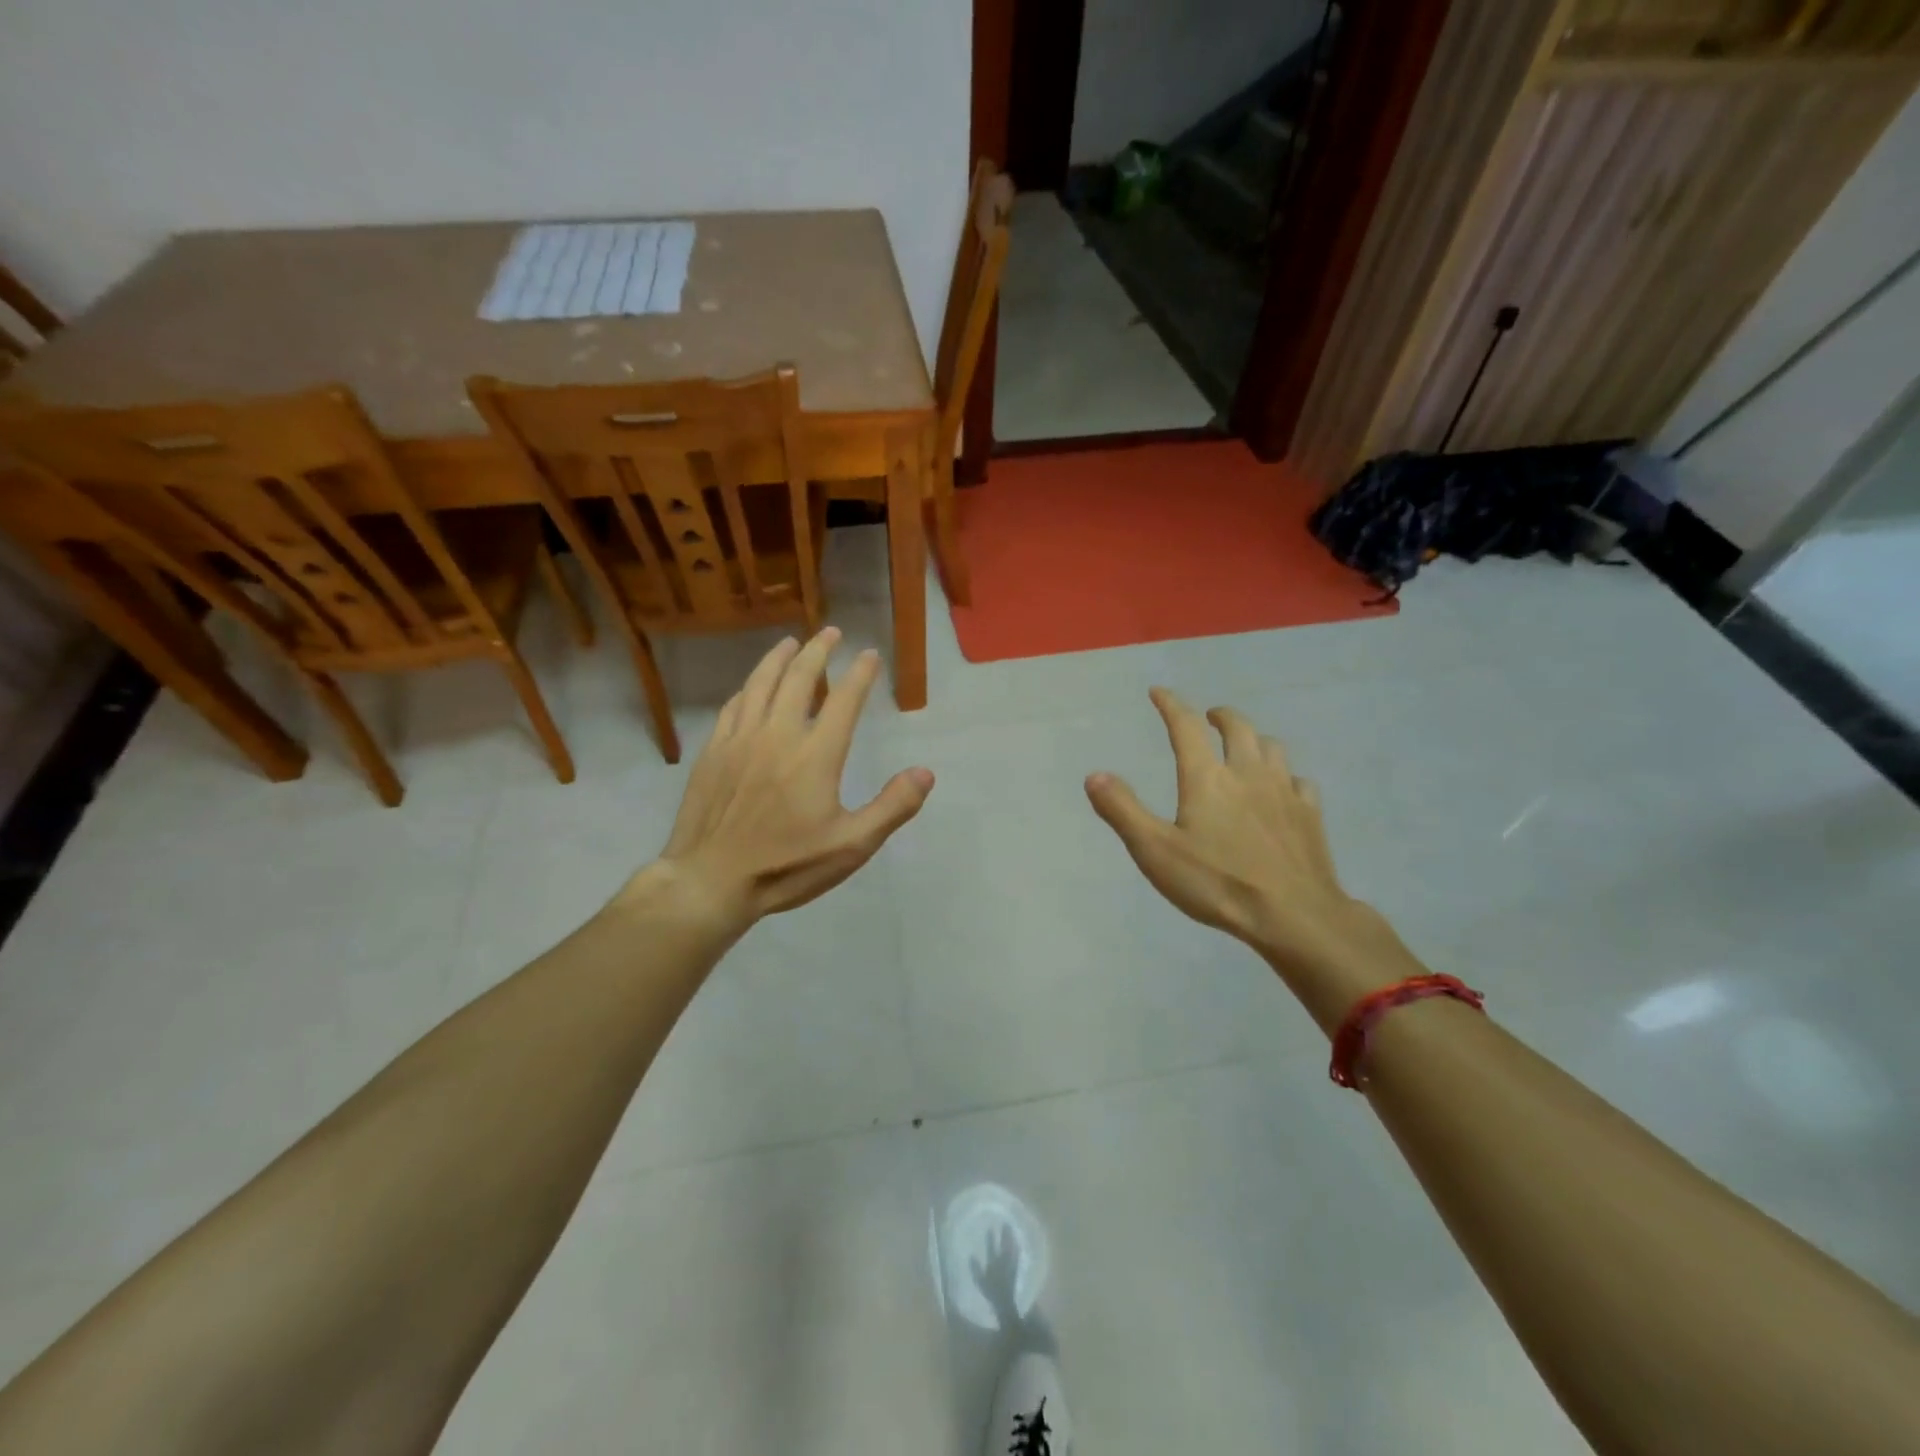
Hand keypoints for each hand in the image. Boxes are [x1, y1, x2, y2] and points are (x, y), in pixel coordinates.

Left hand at [642, 629, 933, 928]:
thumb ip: (892, 807)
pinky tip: (752, 686)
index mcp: (815, 754)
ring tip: (791, 642)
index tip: (870, 654)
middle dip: (818, 650)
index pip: (844, 700)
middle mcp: (778, 734)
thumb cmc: (786, 866)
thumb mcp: (852, 846)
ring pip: (761, 683)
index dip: (860, 674)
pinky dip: (748, 687)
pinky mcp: (713, 752)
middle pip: (800, 678)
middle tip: (831, 632)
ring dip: (779, 658)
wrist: (710, 881)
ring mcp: (740, 740)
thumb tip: (925, 772)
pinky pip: (733, 706)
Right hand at [1084, 689, 1419, 1024]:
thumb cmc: (1217, 882)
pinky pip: (1299, 781)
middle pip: (1237, 727)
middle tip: (1209, 717)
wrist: (1293, 915)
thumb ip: (1123, 810)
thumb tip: (1094, 775)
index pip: (1185, 726)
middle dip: (1220, 716)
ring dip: (1254, 739)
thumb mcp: (1155, 851)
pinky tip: (1283, 789)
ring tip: (1245, 747)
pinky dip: (1286, 776)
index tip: (1159, 692)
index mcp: (1207, 777)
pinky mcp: (1310, 815)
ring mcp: (1284, 791)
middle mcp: (1247, 772)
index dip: (1171, 704)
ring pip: (1272, 747)